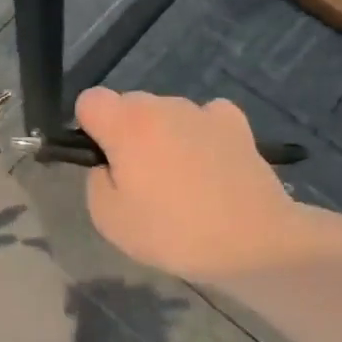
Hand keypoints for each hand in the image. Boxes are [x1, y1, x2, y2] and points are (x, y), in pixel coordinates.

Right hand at [76, 87, 297, 281]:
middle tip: (141, 179)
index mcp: (126, 124)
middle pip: (128, 105)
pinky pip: (204, 118)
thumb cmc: (173, 232)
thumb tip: (109, 165)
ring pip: (166, 113)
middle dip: (126, 132)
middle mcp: (162, 105)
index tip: (103, 160)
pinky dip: (200, 134)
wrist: (253, 241)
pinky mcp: (236, 124)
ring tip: (182, 180)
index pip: (89, 100)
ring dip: (163, 135)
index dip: (89, 127)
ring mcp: (202, 111)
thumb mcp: (108, 220)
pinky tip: (210, 164)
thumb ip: (96, 180)